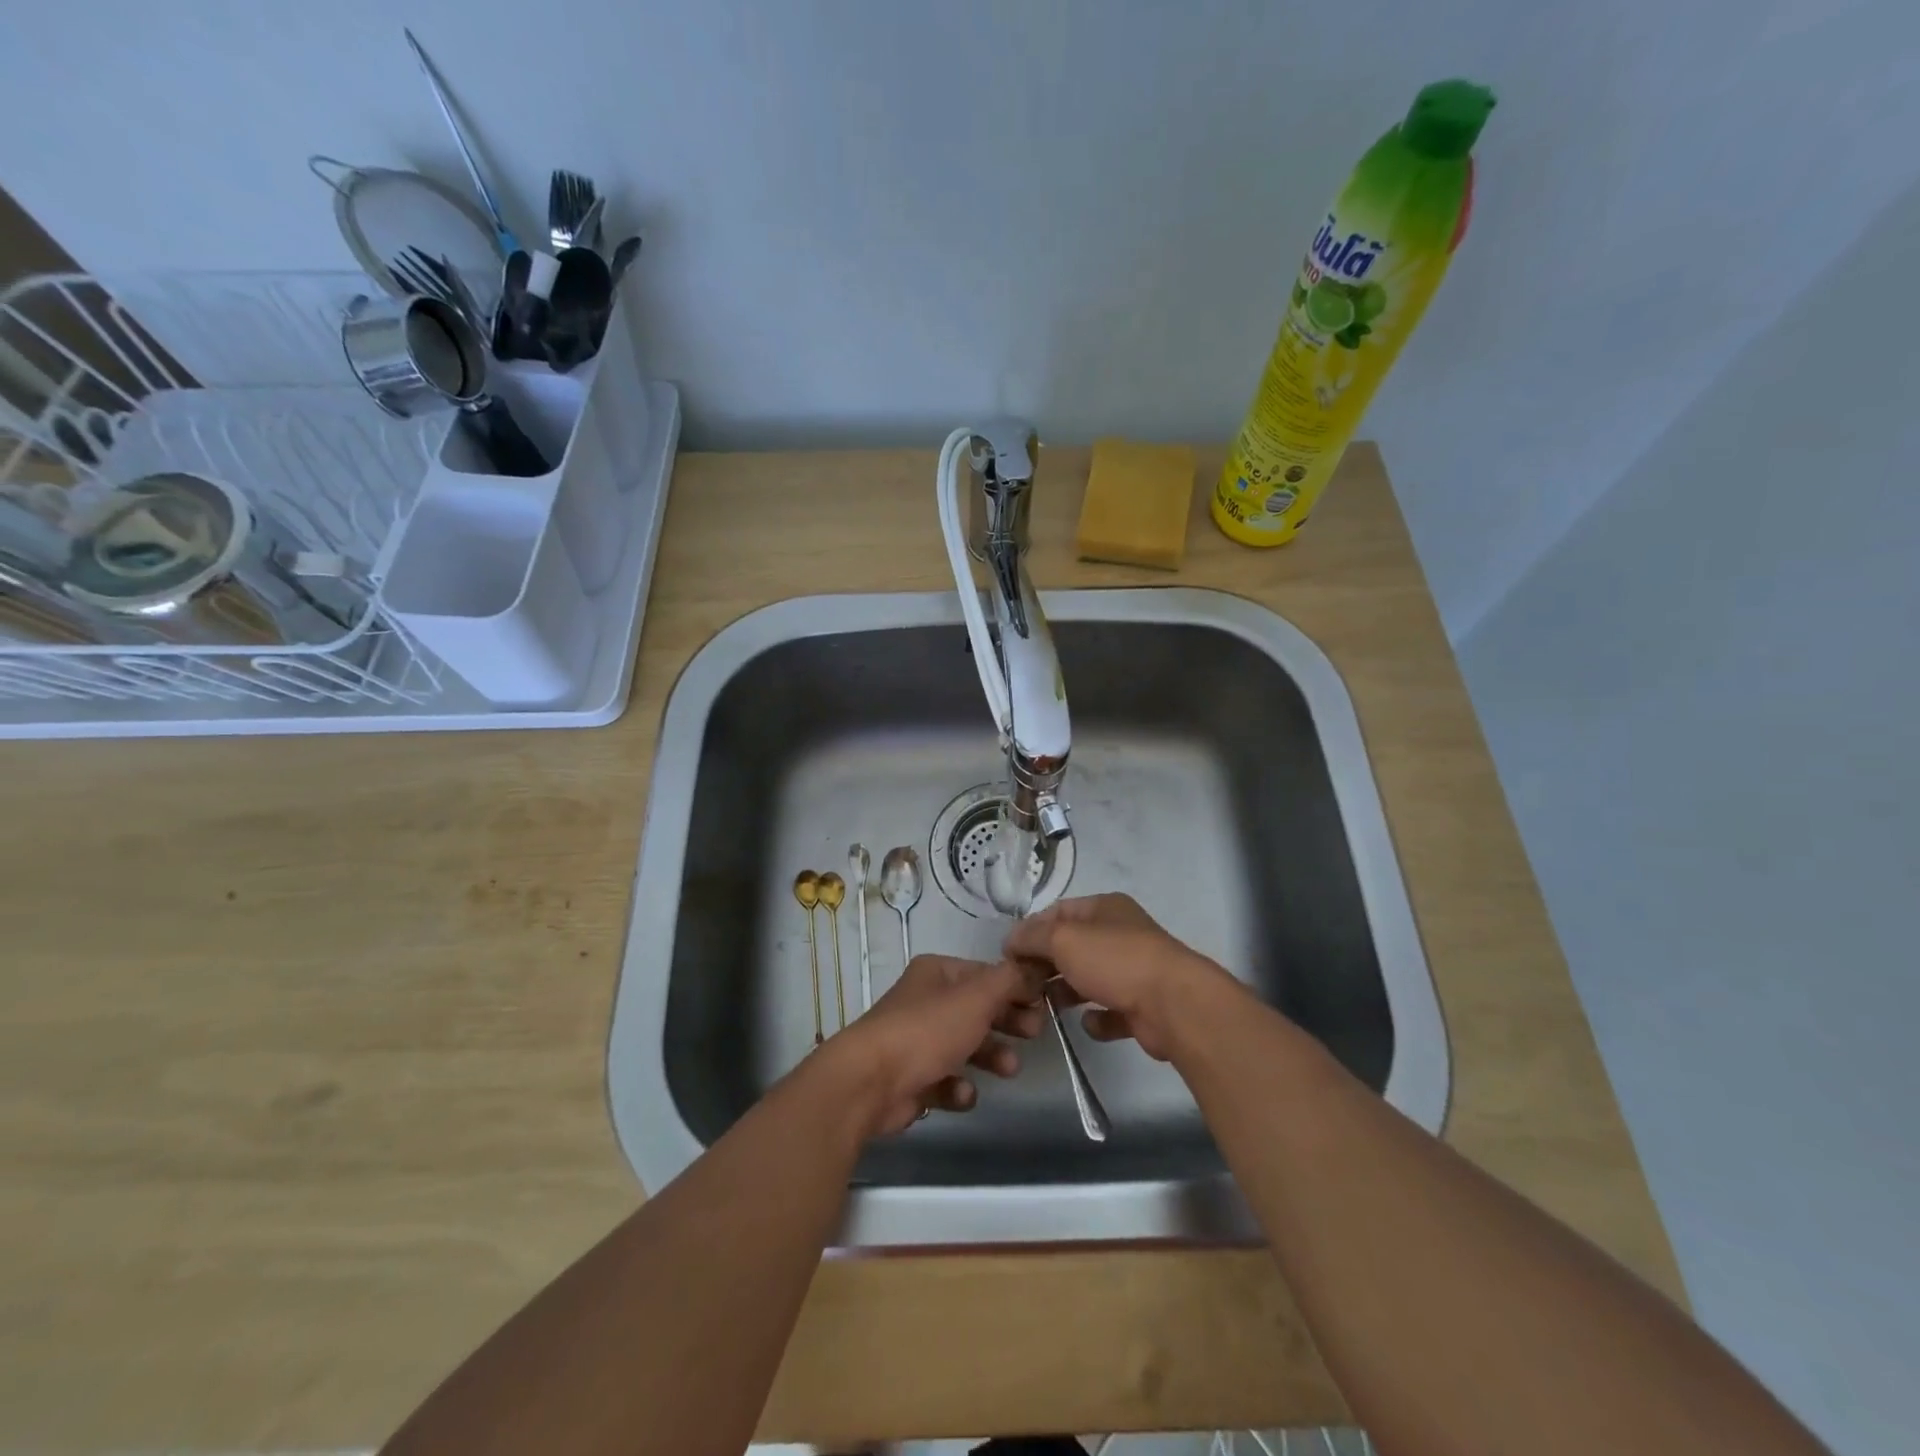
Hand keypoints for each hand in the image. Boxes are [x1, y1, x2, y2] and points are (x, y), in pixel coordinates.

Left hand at [823, 955, 1044, 1135]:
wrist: (869, 1083)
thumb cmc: (926, 1031)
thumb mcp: (976, 997)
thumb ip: (1010, 981)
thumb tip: (1036, 967)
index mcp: (937, 973)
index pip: (986, 974)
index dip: (1016, 988)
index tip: (1044, 1005)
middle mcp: (925, 1001)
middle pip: (977, 1009)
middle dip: (1007, 1022)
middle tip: (1034, 1034)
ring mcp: (916, 1041)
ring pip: (965, 1046)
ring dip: (991, 1056)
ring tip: (1009, 1069)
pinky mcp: (911, 1079)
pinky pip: (945, 1081)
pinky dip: (958, 1088)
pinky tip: (962, 1094)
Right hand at [1002, 893, 1243, 1062]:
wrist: (1174, 1005)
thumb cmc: (1115, 961)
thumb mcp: (1063, 939)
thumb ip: (1032, 937)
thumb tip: (1011, 941)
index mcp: (1105, 908)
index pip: (1059, 911)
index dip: (1031, 929)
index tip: (1009, 954)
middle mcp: (1121, 934)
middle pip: (1073, 946)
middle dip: (1046, 964)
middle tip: (1021, 985)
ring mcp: (1135, 970)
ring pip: (1090, 978)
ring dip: (1066, 992)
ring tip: (1043, 1008)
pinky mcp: (1143, 1006)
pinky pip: (1112, 1011)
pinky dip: (1098, 1019)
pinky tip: (1088, 1024)